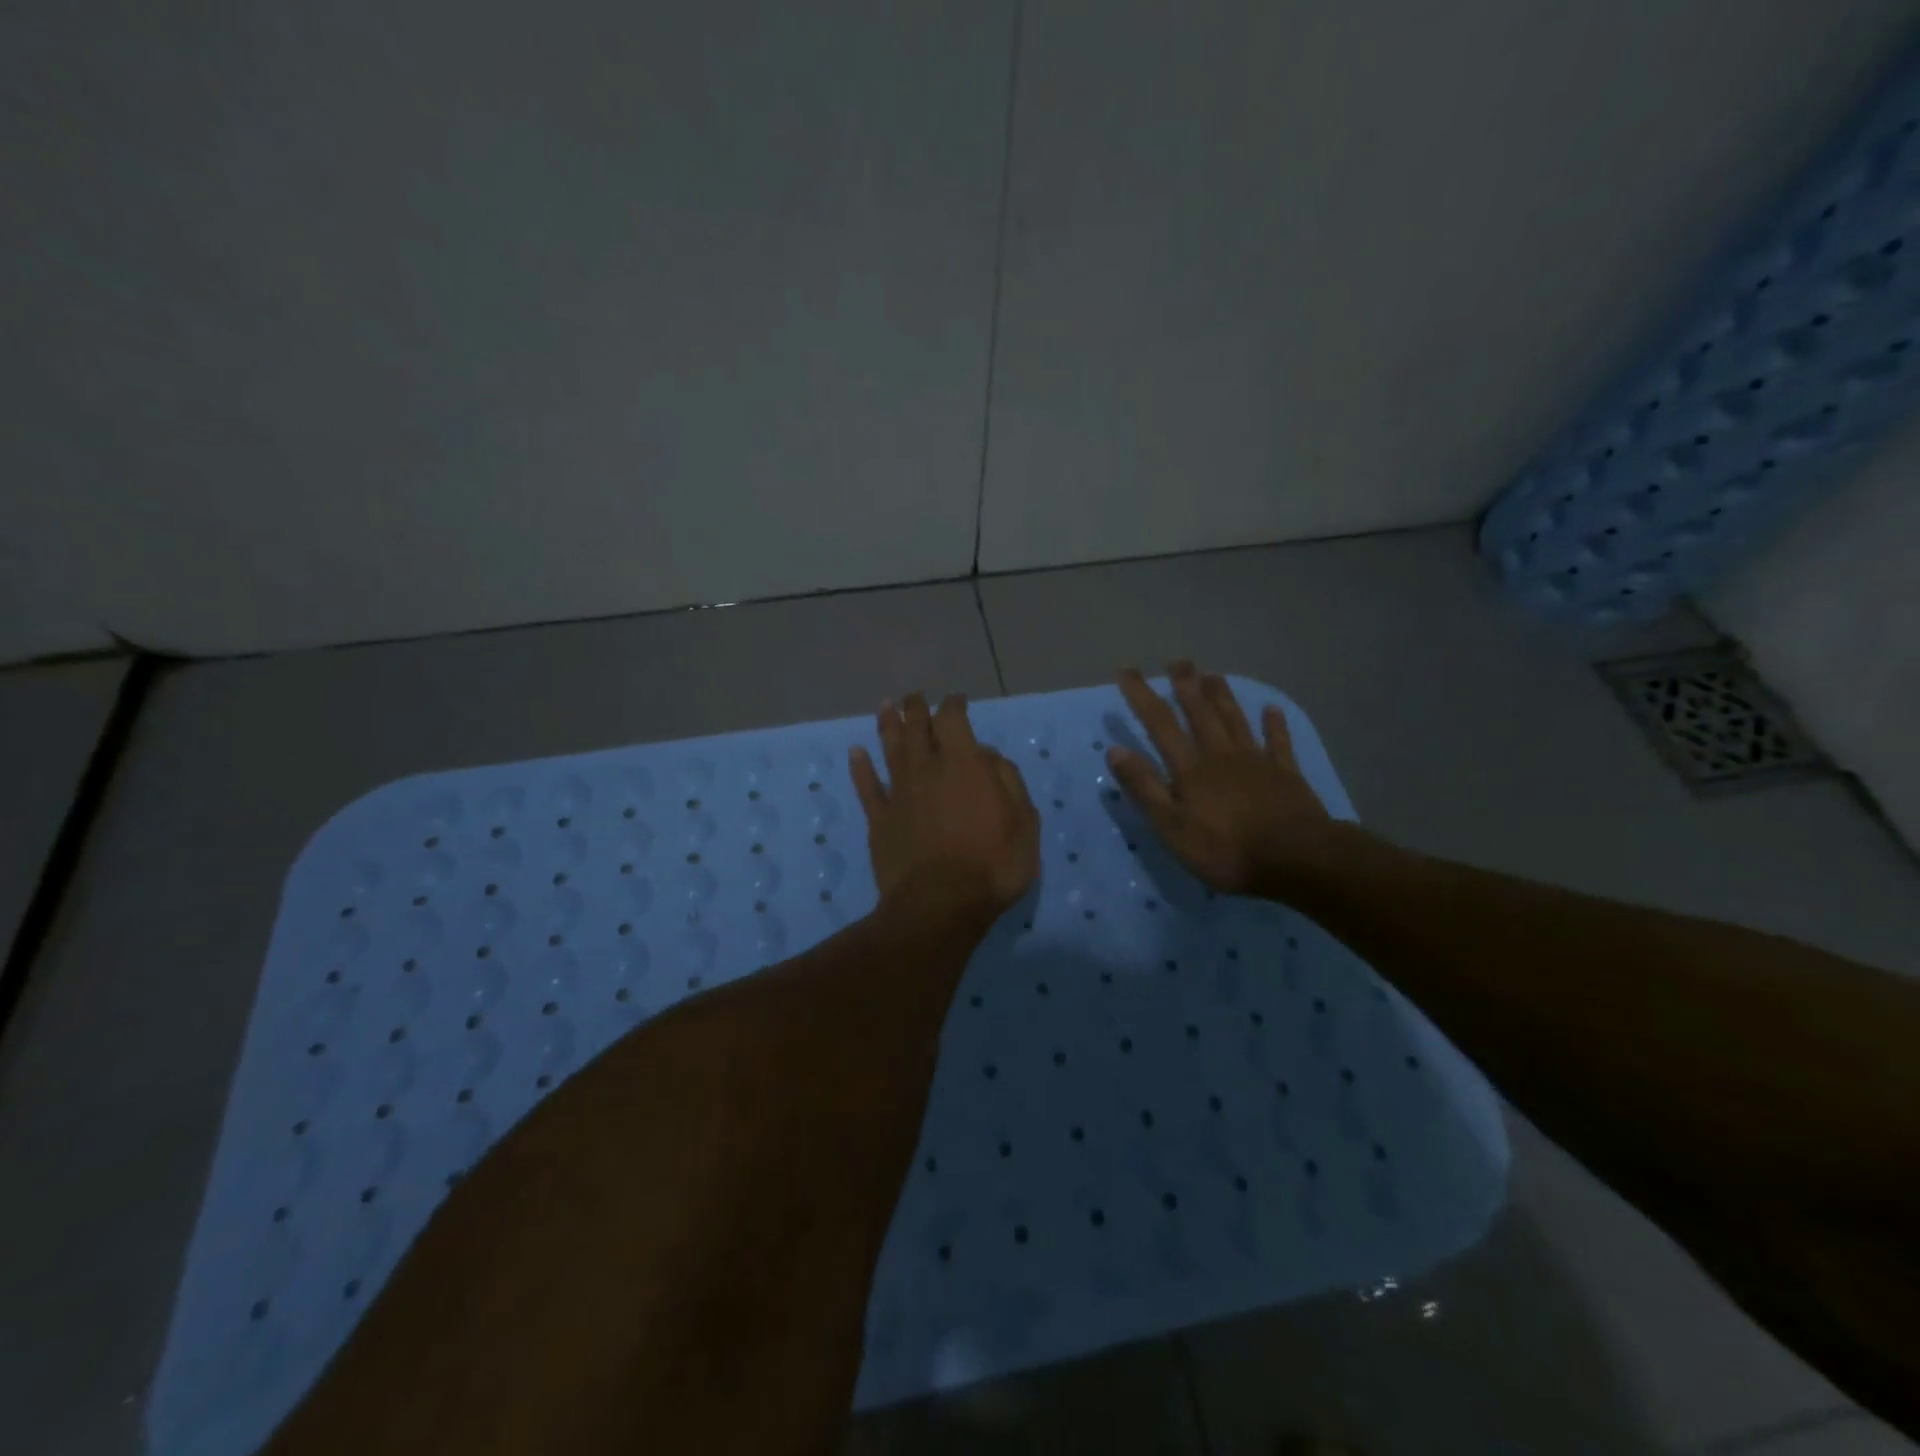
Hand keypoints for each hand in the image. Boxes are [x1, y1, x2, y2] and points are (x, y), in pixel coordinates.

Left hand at [850, 693, 1039, 915]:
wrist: (940, 904)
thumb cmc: (993, 864)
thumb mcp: (1024, 822)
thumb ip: (1007, 781)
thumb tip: (986, 756)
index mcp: (964, 764)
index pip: (953, 720)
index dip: (954, 705)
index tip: (956, 700)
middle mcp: (927, 770)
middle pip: (916, 728)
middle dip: (916, 708)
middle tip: (916, 698)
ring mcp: (899, 794)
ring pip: (889, 749)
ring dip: (887, 725)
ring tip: (886, 707)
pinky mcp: (880, 820)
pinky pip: (866, 787)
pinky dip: (860, 768)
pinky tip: (856, 753)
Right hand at [1107, 662, 1335, 897]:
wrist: (1295, 858)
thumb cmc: (1225, 849)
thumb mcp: (1171, 826)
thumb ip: (1144, 788)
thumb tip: (1115, 750)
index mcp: (1190, 768)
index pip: (1160, 724)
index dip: (1142, 695)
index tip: (1126, 670)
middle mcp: (1221, 755)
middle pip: (1201, 713)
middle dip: (1186, 686)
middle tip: (1178, 661)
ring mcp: (1256, 762)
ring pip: (1235, 720)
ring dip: (1222, 696)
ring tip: (1212, 674)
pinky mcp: (1285, 775)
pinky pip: (1278, 743)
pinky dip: (1275, 725)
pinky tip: (1272, 709)